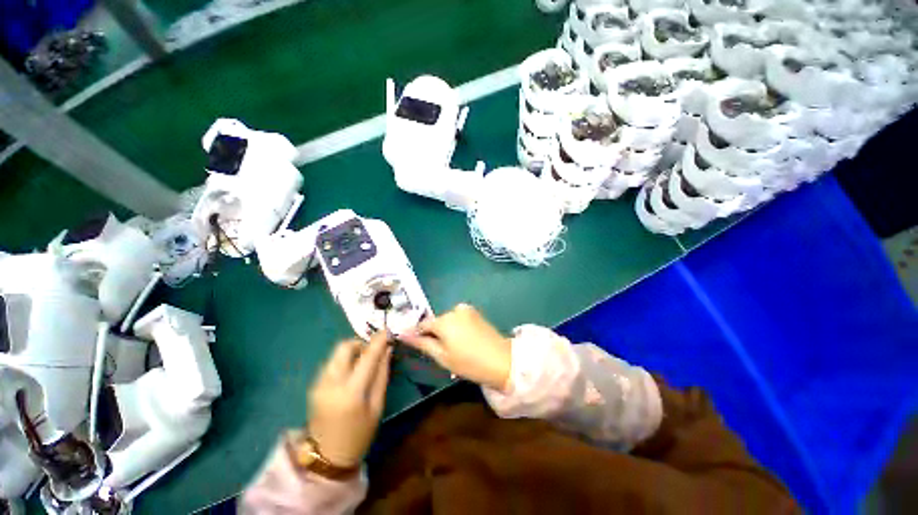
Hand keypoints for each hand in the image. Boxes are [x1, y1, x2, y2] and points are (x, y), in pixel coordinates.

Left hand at [307, 332, 391, 467]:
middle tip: (372, 352)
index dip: (378, 340)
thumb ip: (382, 374)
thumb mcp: (377, 406)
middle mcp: (331, 383)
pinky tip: (351, 374)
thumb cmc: (359, 434)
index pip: (367, 356)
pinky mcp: (314, 386)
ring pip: (336, 353)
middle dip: (361, 343)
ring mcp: (319, 384)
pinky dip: (344, 361)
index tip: (387, 331)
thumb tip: (387, 350)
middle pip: (344, 346)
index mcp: (351, 392)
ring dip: (352, 352)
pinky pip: (331, 363)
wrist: (327, 458)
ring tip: (363, 363)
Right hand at [401, 304, 510, 390]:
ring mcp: (466, 310)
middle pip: (437, 322)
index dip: (418, 335)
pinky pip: (459, 318)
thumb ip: (422, 343)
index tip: (418, 346)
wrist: (501, 360)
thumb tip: (402, 334)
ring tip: (455, 347)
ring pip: (448, 320)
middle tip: (441, 352)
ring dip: (447, 330)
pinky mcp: (476, 312)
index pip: (423, 325)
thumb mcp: (442, 356)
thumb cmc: (468, 362)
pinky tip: (464, 340)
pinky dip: (457, 327)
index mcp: (443, 320)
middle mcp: (454, 310)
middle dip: (435, 333)